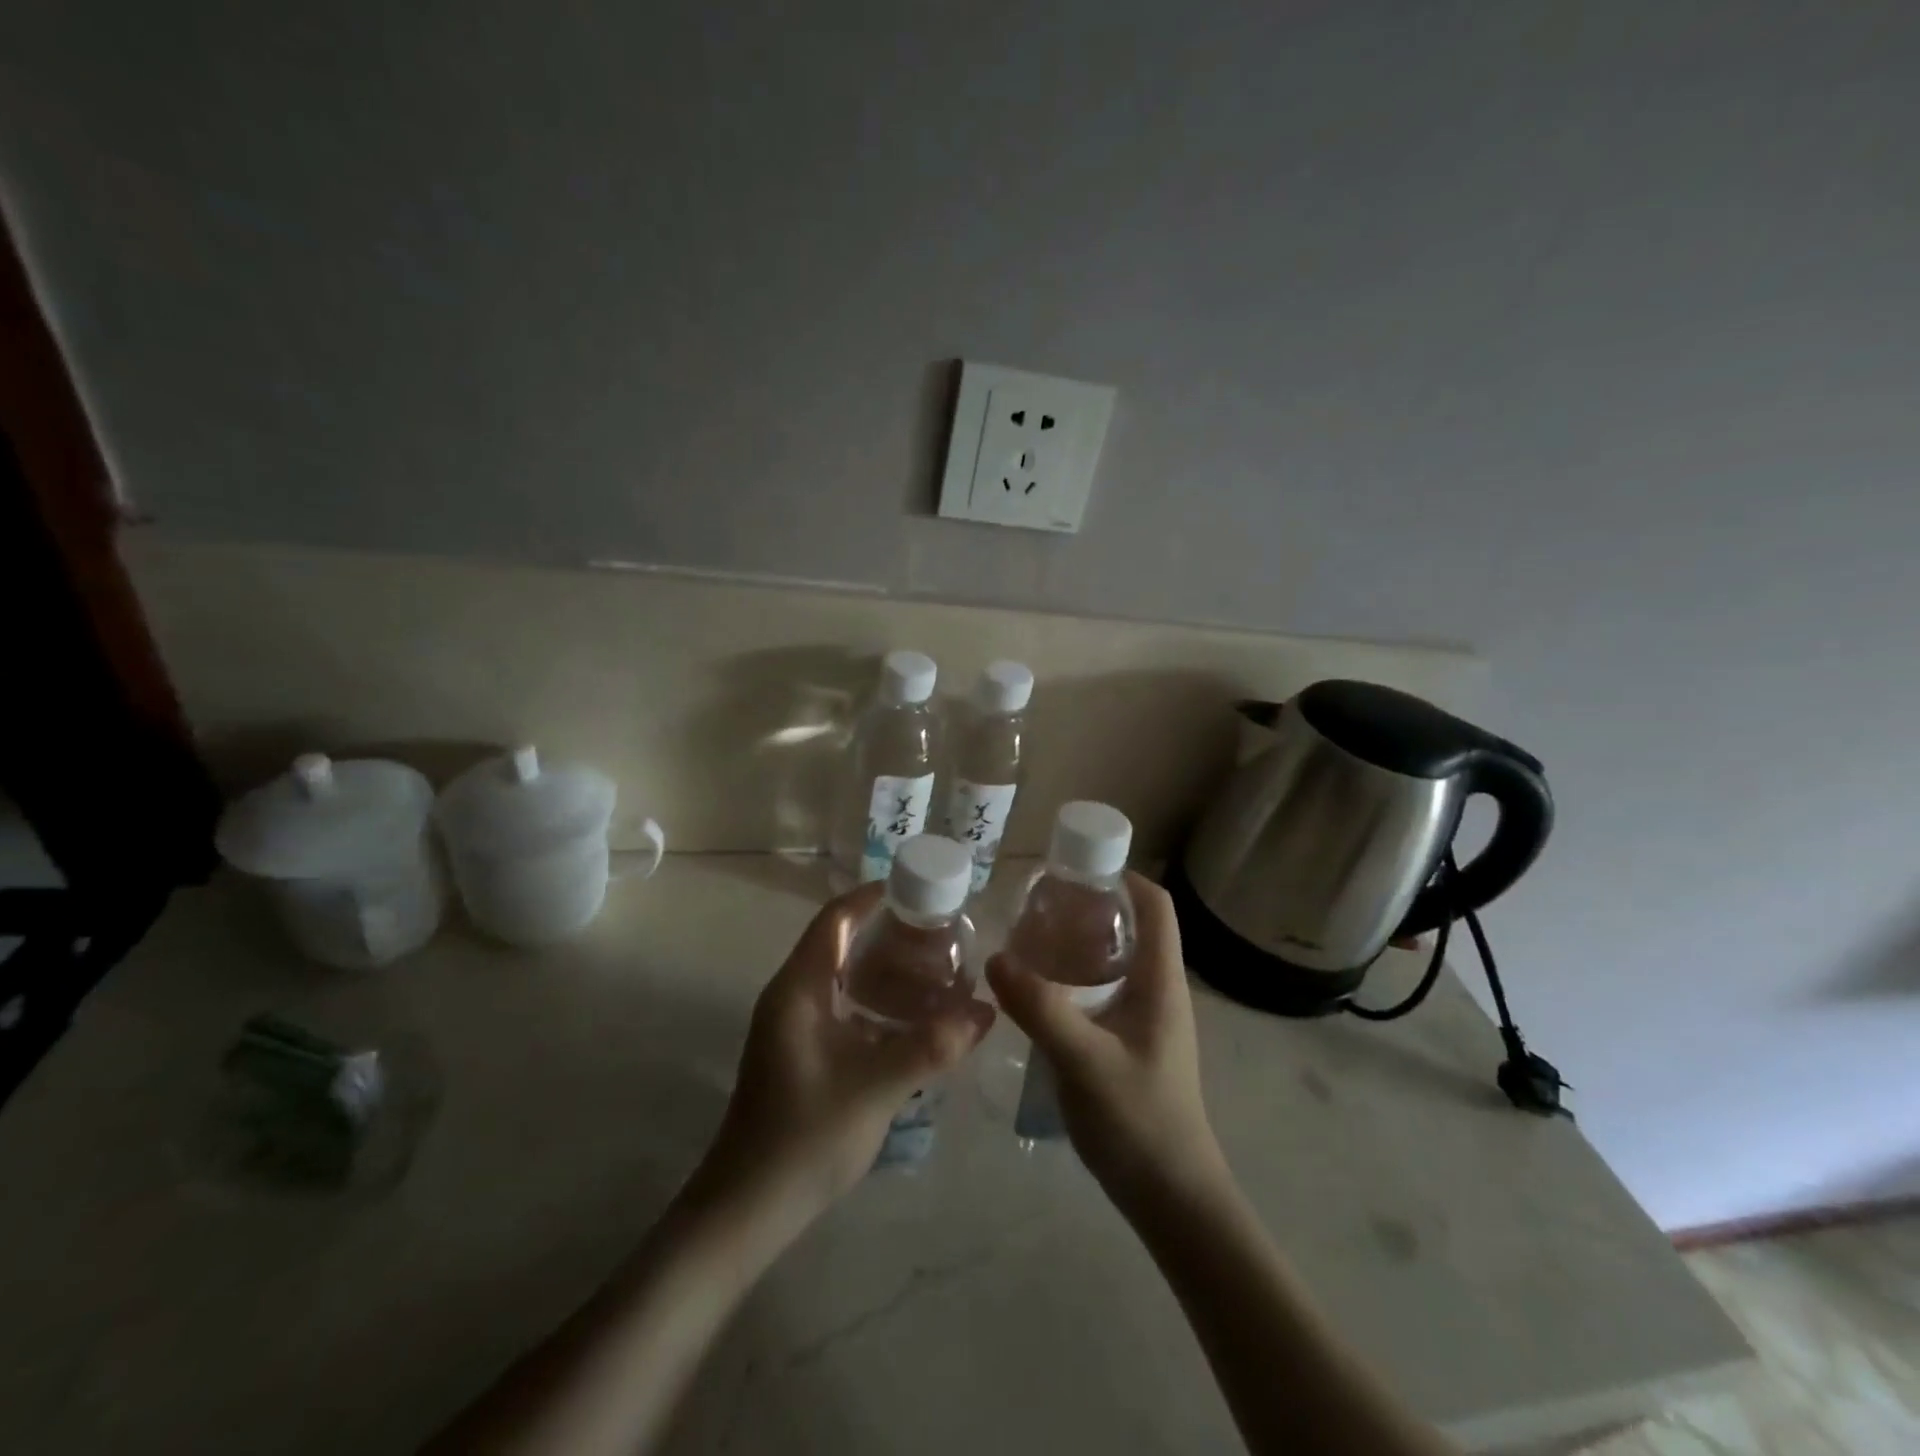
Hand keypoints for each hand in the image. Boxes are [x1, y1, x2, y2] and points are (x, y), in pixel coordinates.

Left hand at [693, 883, 994, 1224]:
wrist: (747, 1210)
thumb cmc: (806, 1137)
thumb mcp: (877, 1087)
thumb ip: (933, 1045)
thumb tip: (988, 1011)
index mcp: (799, 988)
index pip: (836, 919)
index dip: (872, 896)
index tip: (919, 889)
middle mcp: (791, 996)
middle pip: (839, 941)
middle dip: (887, 931)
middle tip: (939, 932)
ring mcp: (791, 1025)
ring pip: (841, 976)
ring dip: (881, 967)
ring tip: (933, 969)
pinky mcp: (799, 1051)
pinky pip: (840, 1006)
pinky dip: (873, 1000)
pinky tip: (909, 1020)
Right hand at [986, 872, 1225, 1214]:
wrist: (1172, 1199)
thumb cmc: (1140, 1122)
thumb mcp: (1085, 1061)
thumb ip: (1040, 1008)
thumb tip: (995, 957)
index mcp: (1161, 982)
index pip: (1156, 906)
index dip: (1124, 876)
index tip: (1076, 866)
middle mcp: (1158, 991)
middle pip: (1131, 927)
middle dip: (1089, 906)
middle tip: (1037, 903)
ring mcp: (1145, 1021)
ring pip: (1113, 962)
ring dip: (1077, 943)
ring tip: (1028, 939)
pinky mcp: (1130, 1045)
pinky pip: (1102, 992)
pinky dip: (1073, 978)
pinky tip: (1037, 992)